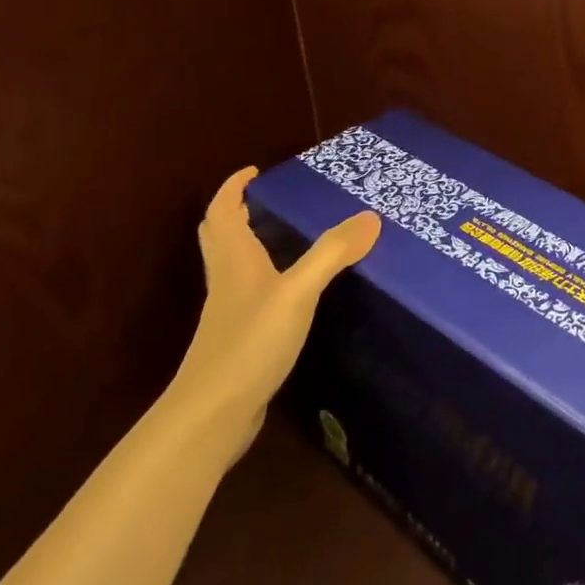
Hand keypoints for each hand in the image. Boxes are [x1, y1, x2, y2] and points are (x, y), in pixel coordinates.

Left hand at [165, 166, 380, 462]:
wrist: (213, 413)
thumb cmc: (250, 343)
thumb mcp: (298, 292)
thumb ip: (332, 254)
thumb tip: (371, 217)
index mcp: (234, 260)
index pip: (223, 211)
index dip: (234, 187)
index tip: (253, 170)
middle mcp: (227, 281)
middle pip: (220, 236)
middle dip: (237, 212)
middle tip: (266, 200)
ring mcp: (230, 313)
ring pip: (233, 266)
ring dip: (250, 244)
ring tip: (284, 237)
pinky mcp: (238, 340)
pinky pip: (249, 295)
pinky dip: (264, 279)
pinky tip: (292, 293)